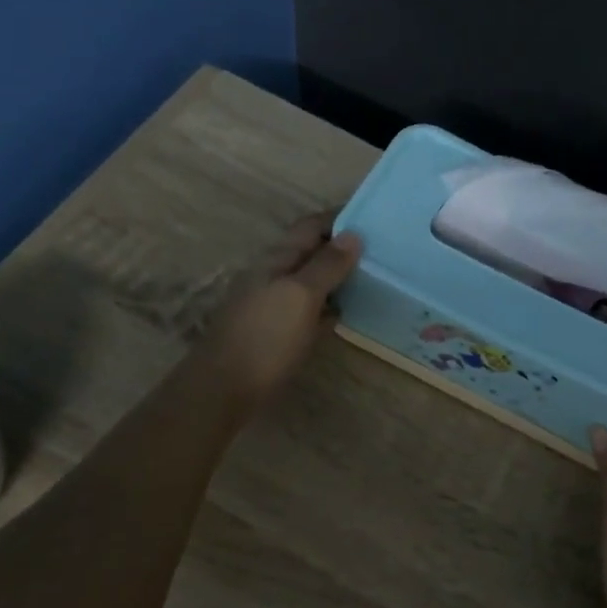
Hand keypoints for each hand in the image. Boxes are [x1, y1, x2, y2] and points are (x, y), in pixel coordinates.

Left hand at [194, 213, 361, 415]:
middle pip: (310, 253)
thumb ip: (326, 266)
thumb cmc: (265, 337)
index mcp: (276, 260)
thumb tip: (354, 234)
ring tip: (373, 278)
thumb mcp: (300, 296)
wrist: (224, 389)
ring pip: (309, 282)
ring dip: (337, 278)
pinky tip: (345, 314)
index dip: (339, 219)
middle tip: (382, 250)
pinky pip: (307, 310)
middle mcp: (272, 277)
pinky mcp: (275, 334)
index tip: (375, 218)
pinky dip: (327, 306)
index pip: (310, 227)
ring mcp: (272, 306)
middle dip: (341, 248)